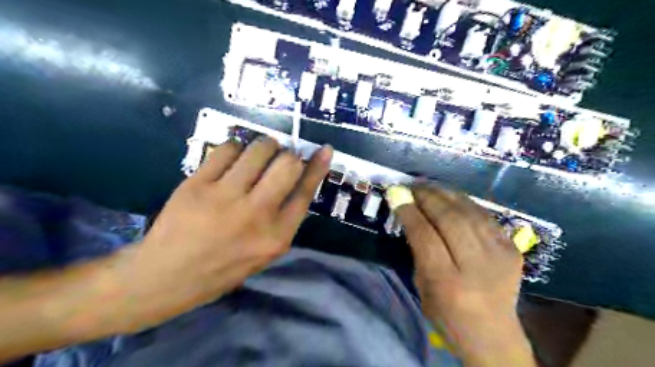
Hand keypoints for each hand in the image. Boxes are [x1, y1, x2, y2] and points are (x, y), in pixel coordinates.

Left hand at [113, 137, 332, 332]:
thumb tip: (299, 181)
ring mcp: (225, 196)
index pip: (305, 191)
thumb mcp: (265, 253)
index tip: (325, 149)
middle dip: (289, 154)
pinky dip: (237, 148)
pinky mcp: (198, 184)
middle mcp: (256, 213)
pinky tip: (233, 158)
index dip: (318, 167)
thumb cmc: (223, 268)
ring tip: (259, 153)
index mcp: (276, 235)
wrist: (166, 276)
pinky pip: (228, 149)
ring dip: (266, 146)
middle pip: (287, 164)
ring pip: (259, 150)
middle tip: (281, 156)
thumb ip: (284, 219)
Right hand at [393, 187, 531, 366]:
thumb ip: (418, 250)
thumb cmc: (447, 316)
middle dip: (427, 197)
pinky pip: (485, 216)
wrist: (494, 336)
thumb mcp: (422, 287)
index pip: (425, 235)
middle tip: (412, 186)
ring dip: (445, 194)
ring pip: (469, 212)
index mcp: (448, 282)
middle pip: (449, 219)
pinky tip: (451, 197)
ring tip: (429, 186)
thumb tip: (411, 212)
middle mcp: (476, 266)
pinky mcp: (512, 249)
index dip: (409, 211)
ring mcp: (499, 255)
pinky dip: (464, 202)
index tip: (396, 194)